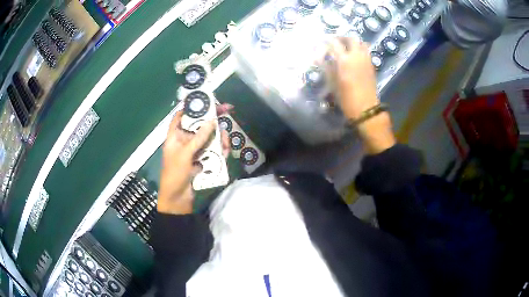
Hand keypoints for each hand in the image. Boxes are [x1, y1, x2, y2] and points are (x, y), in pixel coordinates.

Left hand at [158, 104, 231, 214]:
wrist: (177, 199)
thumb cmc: (175, 174)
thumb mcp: (185, 154)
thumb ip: (198, 138)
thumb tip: (211, 121)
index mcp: (174, 136)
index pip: (181, 116)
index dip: (192, 106)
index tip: (206, 100)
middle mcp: (184, 140)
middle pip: (199, 125)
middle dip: (212, 120)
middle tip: (227, 111)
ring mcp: (194, 151)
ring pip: (208, 137)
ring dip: (218, 137)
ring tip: (226, 141)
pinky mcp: (201, 160)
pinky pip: (211, 150)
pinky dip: (219, 149)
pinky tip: (226, 151)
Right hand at [328, 37, 378, 120]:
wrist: (365, 108)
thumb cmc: (346, 97)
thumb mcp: (332, 83)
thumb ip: (326, 67)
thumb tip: (318, 57)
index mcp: (344, 60)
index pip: (334, 43)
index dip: (327, 40)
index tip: (322, 41)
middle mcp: (356, 56)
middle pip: (351, 38)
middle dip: (342, 37)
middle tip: (335, 41)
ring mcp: (366, 59)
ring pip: (361, 43)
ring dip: (353, 42)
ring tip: (346, 47)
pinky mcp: (371, 65)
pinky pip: (366, 51)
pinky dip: (360, 49)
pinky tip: (354, 56)